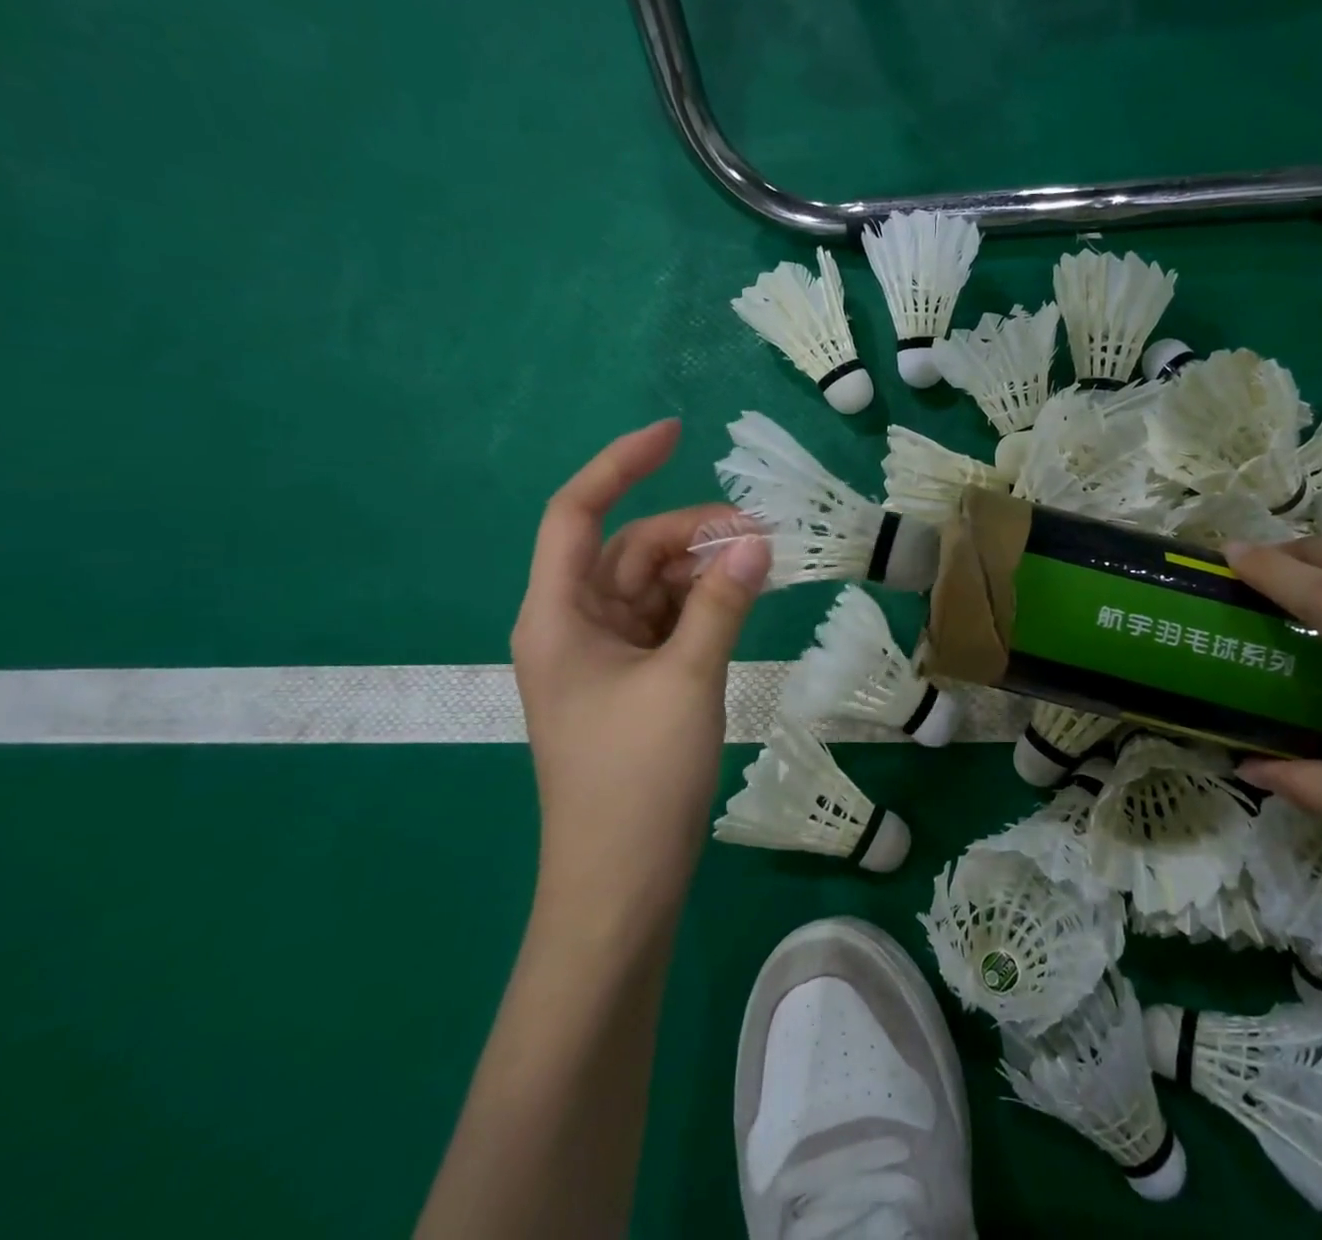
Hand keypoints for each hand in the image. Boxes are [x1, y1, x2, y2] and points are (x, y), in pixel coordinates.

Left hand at [510, 420, 770, 887]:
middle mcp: (576, 625)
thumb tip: (757, 541)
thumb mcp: (686, 679)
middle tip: (761, 534)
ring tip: (762, 566)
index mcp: (559, 615)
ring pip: (655, 585)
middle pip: (631, 550)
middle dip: (692, 533)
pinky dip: (705, 604)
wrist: (620, 885)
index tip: (676, 435)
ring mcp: (606, 655)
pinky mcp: (634, 681)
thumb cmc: (636, 780)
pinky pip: (670, 621)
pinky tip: (744, 601)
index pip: (578, 514)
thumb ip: (721, 603)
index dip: (620, 464)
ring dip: (704, 570)